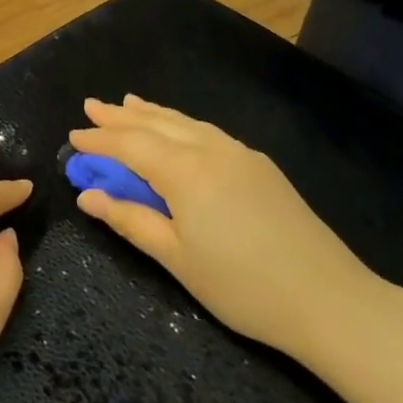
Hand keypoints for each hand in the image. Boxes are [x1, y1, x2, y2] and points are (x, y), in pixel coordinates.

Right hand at [70, 96, 388, 360]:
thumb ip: (131, 220)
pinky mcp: (261, 167)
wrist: (328, 299)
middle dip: (122, 116)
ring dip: (154, 114)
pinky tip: (179, 130)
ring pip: (187, 123)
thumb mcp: (176, 258)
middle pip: (158, 125)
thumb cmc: (242, 286)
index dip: (100, 141)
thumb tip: (87, 195)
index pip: (131, 145)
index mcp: (186, 171)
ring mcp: (241, 155)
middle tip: (92, 106)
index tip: (73, 137)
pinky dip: (183, 124)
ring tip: (130, 103)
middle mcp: (212, 150)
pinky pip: (210, 133)